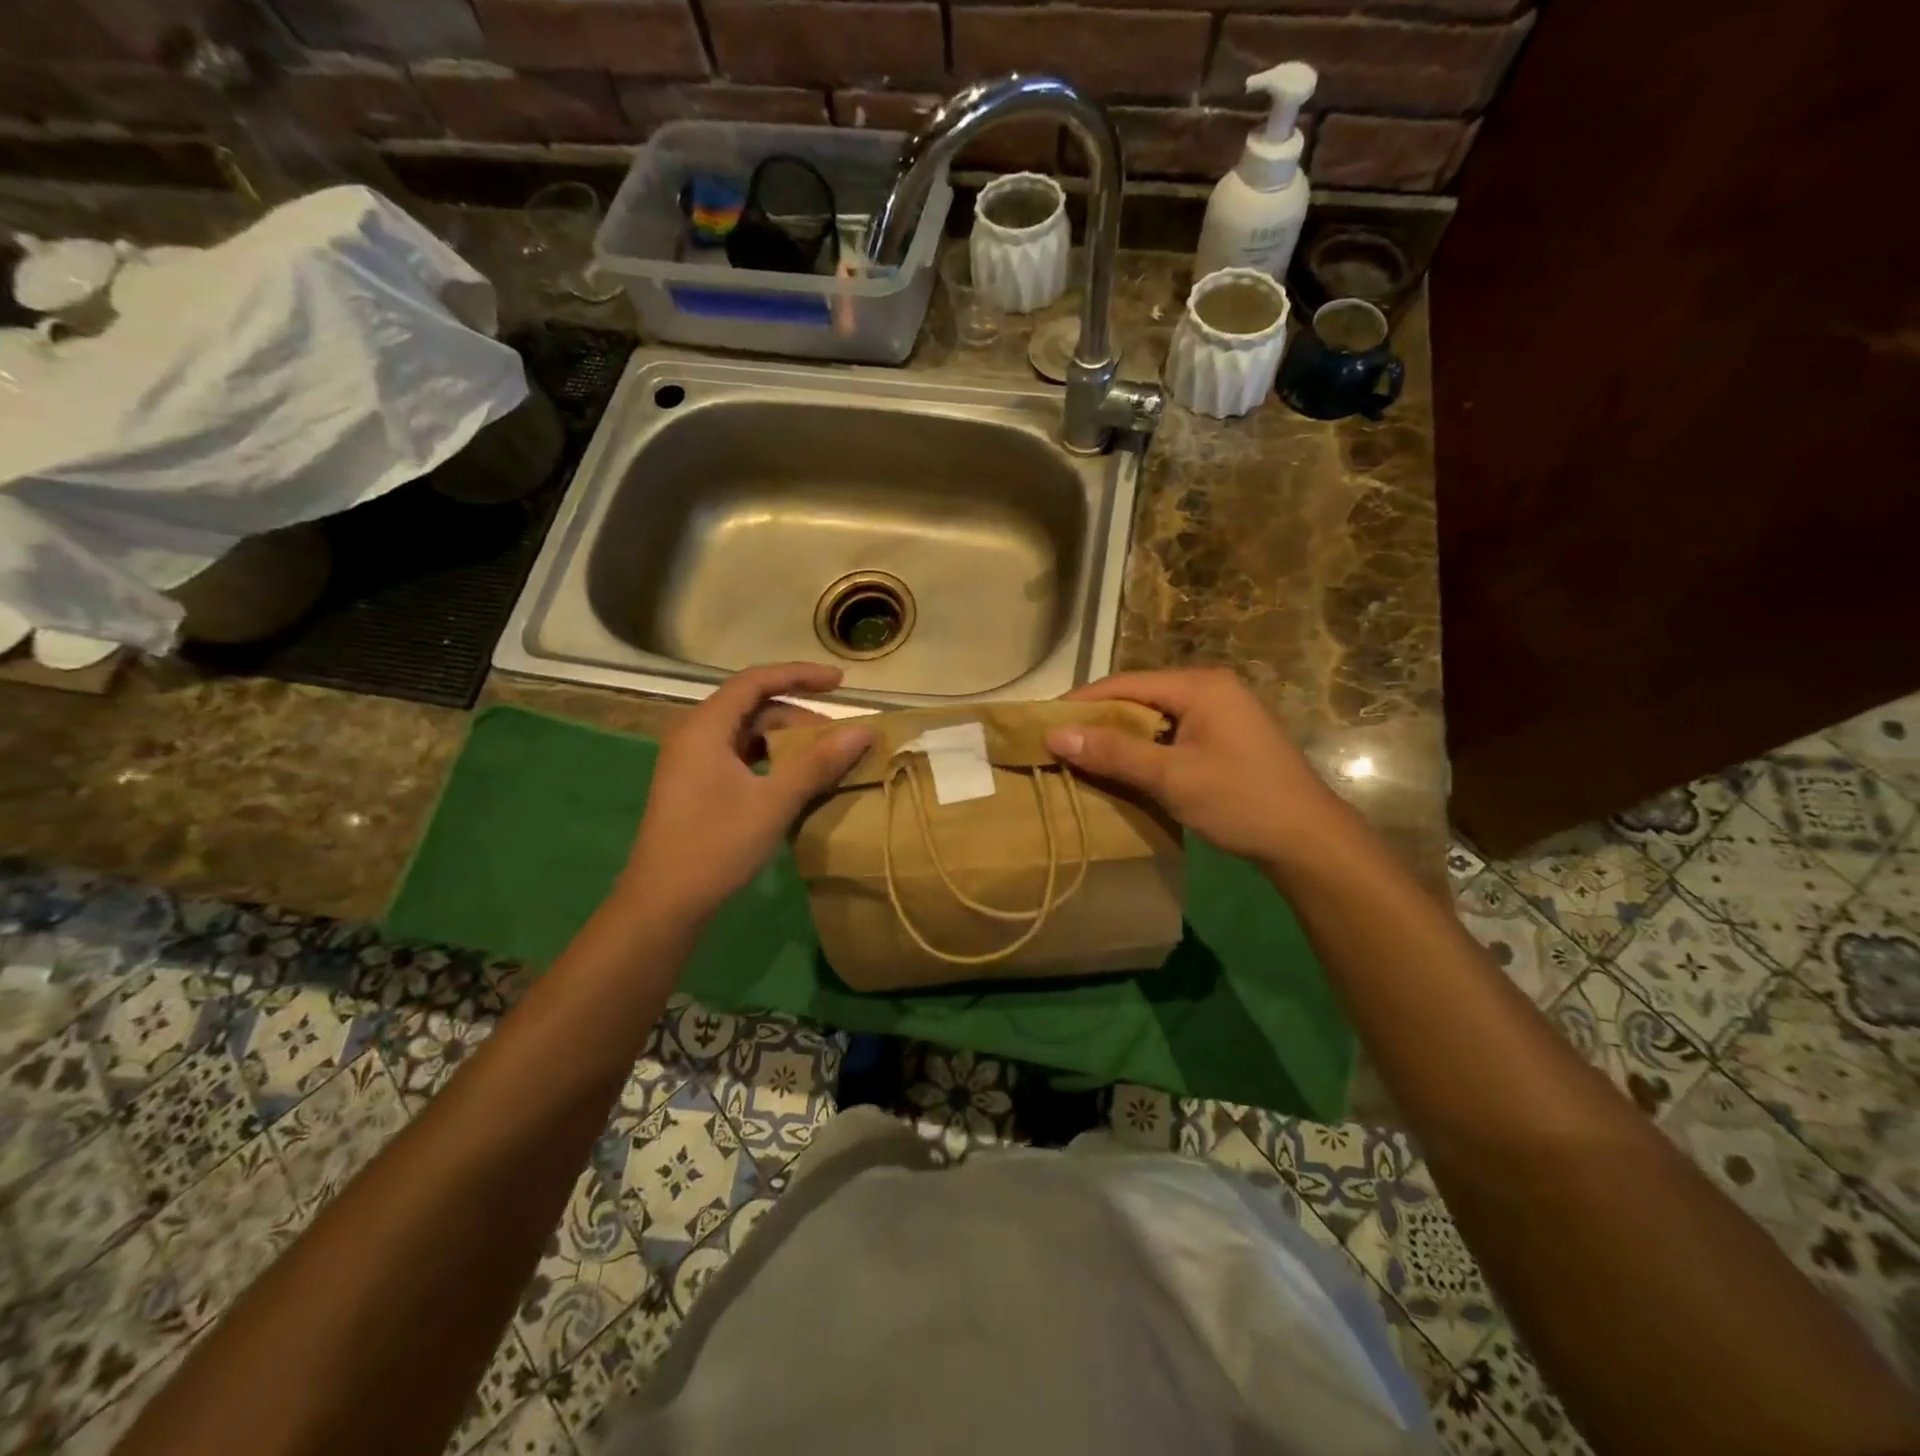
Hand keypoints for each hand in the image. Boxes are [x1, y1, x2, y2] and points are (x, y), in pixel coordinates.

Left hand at [623, 663, 872, 922]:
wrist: (664, 903)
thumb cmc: (716, 845)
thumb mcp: (774, 801)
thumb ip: (818, 762)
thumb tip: (863, 730)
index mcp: (705, 727)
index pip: (756, 681)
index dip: (800, 675)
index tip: (841, 683)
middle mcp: (695, 734)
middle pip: (754, 707)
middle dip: (799, 716)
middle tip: (838, 739)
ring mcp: (692, 761)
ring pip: (748, 734)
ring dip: (787, 741)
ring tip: (823, 760)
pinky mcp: (696, 785)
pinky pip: (740, 756)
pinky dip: (771, 760)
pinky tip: (794, 781)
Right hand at [1046, 668, 1349, 870]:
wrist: (1308, 840)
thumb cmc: (1240, 801)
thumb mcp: (1171, 777)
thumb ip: (1114, 752)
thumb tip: (1054, 733)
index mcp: (1200, 686)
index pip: (1125, 684)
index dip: (1081, 702)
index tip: (1042, 722)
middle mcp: (1210, 688)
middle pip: (1138, 697)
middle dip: (1098, 719)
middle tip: (1057, 743)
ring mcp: (1220, 713)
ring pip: (1153, 716)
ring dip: (1119, 736)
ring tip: (1081, 756)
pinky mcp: (1224, 738)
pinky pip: (1170, 733)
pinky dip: (1143, 748)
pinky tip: (1122, 768)